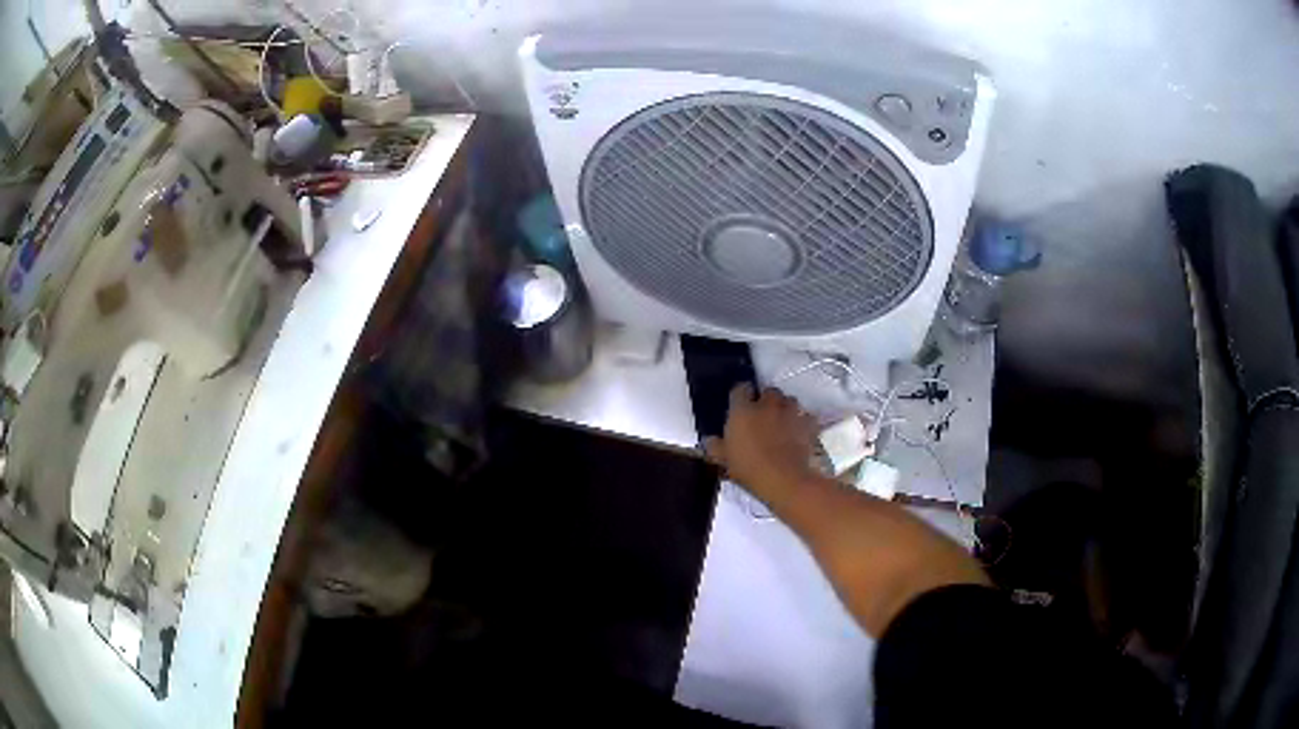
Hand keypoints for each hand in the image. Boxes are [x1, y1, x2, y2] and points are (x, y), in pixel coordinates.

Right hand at [704, 385, 818, 506]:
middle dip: (765, 400)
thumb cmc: (749, 468)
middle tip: (761, 415)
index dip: (740, 395)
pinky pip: (805, 416)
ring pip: (789, 400)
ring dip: (784, 407)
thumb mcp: (724, 461)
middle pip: (768, 391)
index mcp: (743, 410)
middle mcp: (767, 404)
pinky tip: (798, 432)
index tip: (739, 405)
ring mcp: (790, 412)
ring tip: (781, 422)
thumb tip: (710, 441)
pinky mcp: (808, 424)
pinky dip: (801, 421)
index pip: (740, 389)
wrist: (784, 479)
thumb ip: (715, 447)